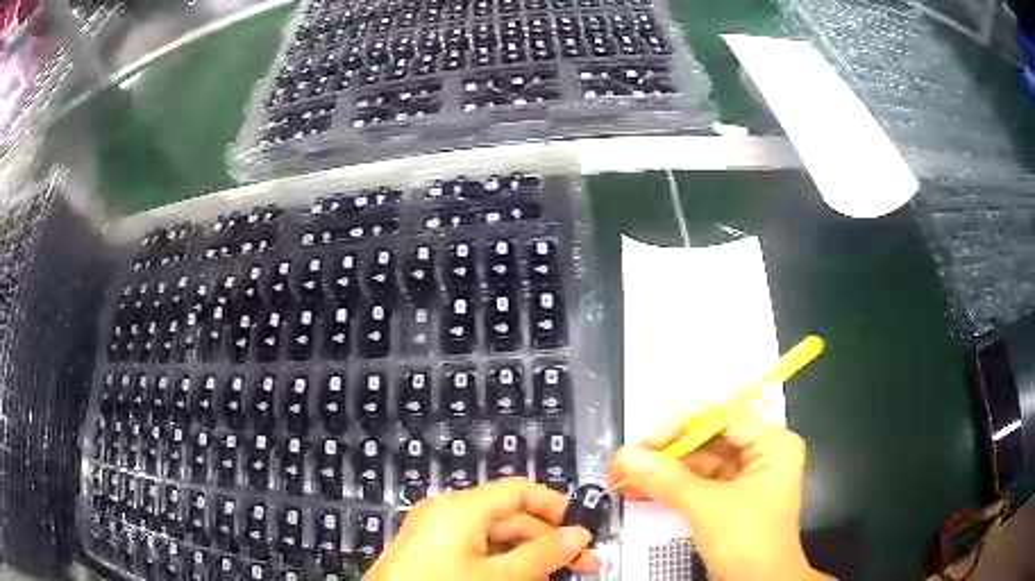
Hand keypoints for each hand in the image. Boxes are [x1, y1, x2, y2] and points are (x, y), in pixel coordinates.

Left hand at [368, 477, 601, 580]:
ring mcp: (436, 535)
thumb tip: (579, 535)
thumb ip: (541, 555)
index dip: (556, 507)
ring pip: (495, 538)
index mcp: (460, 507)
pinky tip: (524, 578)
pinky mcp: (431, 555)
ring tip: (559, 574)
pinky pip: (476, 551)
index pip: (519, 492)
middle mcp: (446, 513)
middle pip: (510, 516)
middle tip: (585, 563)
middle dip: (549, 539)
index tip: (585, 529)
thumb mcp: (497, 576)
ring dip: (529, 554)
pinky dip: (504, 562)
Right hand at [609, 412, 831, 580]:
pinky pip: (699, 484)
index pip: (724, 418)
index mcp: (773, 444)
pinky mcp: (731, 499)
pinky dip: (671, 488)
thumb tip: (623, 456)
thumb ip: (667, 480)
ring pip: (700, 463)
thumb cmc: (748, 542)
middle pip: (709, 440)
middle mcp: (762, 453)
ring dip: (664, 472)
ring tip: (625, 479)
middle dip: (667, 453)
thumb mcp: (709, 509)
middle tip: (628, 462)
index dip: (683, 426)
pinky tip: (641, 492)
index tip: (646, 444)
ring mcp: (747, 477)